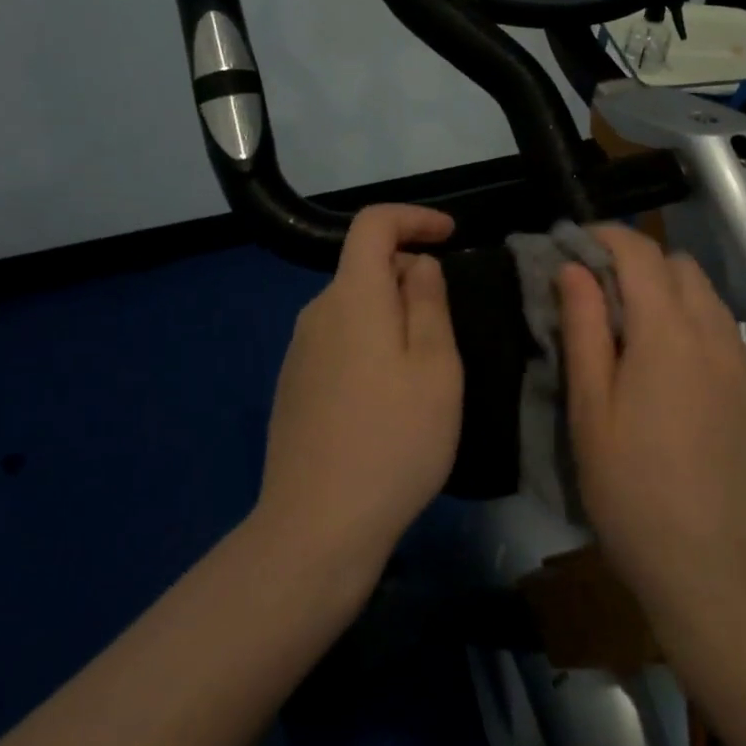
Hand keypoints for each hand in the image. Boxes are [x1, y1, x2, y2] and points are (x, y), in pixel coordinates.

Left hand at [254, 205, 463, 582]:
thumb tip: (418, 265)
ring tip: (423, 372)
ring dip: (392, 316)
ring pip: (354, 308)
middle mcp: (317, 312)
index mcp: (352, 297)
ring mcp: (299, 351)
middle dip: (410, 277)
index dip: (413, 217)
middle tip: (447, 330)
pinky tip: (387, 400)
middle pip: (366, 267)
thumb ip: (428, 302)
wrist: (316, 528)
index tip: (451, 235)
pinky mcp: (294, 386)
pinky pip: (339, 341)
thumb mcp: (435, 367)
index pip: (373, 224)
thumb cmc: (394, 440)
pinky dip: (370, 344)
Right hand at [560, 225, 745, 615]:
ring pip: (705, 294)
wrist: (716, 572)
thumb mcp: (589, 409)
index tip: (575, 242)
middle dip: (638, 261)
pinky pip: (722, 328)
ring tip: (631, 326)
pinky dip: (691, 319)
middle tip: (598, 291)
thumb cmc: (632, 491)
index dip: (607, 236)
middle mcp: (713, 333)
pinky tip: (669, 363)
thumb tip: (574, 269)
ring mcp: (741, 362)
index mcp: (667, 332)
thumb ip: (583, 329)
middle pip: (679, 265)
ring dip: (667, 289)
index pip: (641, 253)